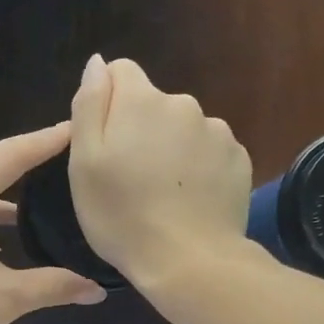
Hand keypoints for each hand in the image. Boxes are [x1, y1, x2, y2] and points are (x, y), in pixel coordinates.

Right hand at [68, 55, 252, 290]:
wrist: (189, 261)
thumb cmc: (123, 216)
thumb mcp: (84, 163)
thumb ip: (89, 104)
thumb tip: (98, 63)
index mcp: (141, 99)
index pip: (120, 72)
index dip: (107, 104)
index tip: (104, 144)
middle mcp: (184, 103)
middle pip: (153, 104)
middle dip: (141, 129)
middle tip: (131, 178)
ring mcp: (217, 131)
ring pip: (183, 129)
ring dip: (172, 148)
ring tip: (163, 194)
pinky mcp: (239, 159)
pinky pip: (209, 152)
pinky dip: (198, 168)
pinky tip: (190, 201)